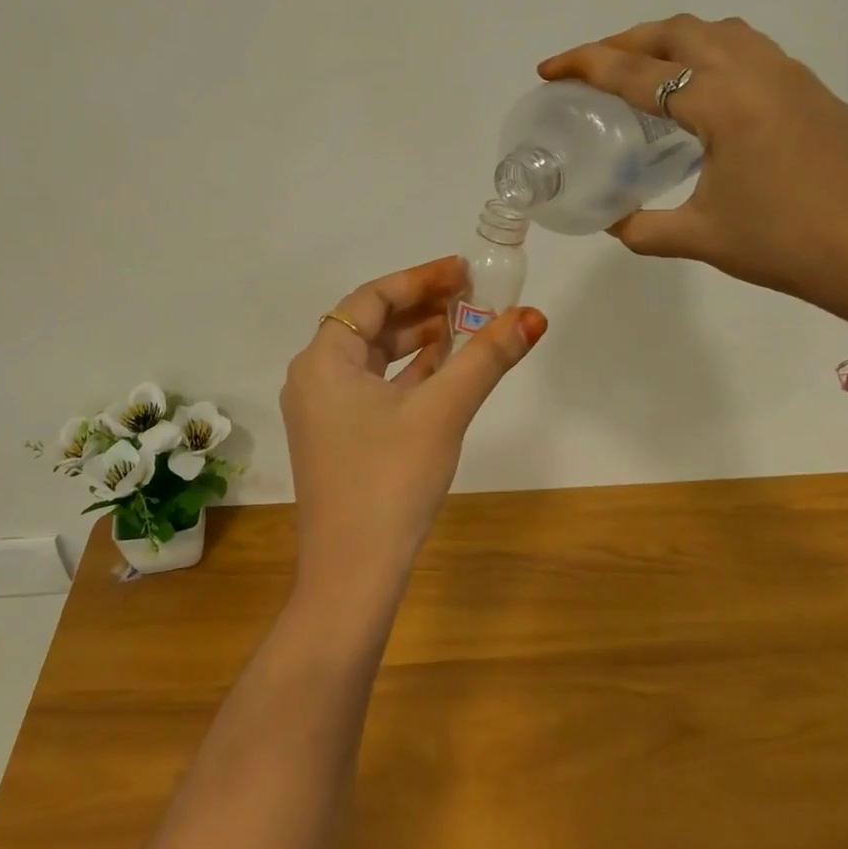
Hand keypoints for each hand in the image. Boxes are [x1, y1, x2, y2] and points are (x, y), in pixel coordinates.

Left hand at [281, 256, 545, 606]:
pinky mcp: (339, 440)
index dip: (420, 279)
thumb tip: (533, 316)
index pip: (372, 298)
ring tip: (466, 327)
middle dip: (422, 308)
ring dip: (419, 341)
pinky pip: (375, 389)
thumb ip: (486, 358)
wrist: (352, 576)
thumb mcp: (442, 411)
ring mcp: (324, 412)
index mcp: (323, 360)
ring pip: (375, 359)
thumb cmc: (389, 481)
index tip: (464, 272)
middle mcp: (315, 379)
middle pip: (371, 325)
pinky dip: (409, 375)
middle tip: (472, 296)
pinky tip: (446, 371)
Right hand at [541, 15, 847, 334]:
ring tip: (645, 71)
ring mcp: (794, 77)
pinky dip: (713, 55)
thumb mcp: (703, 239)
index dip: (586, 65)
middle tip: (592, 67)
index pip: (638, 72)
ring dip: (673, 40)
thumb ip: (643, 227)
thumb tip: (611, 220)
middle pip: (678, 31)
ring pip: (721, 31)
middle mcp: (757, 73)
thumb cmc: (789, 247)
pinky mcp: (817, 93)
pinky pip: (753, 51)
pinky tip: (706, 96)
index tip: (549, 68)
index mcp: (723, 103)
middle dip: (626, 40)